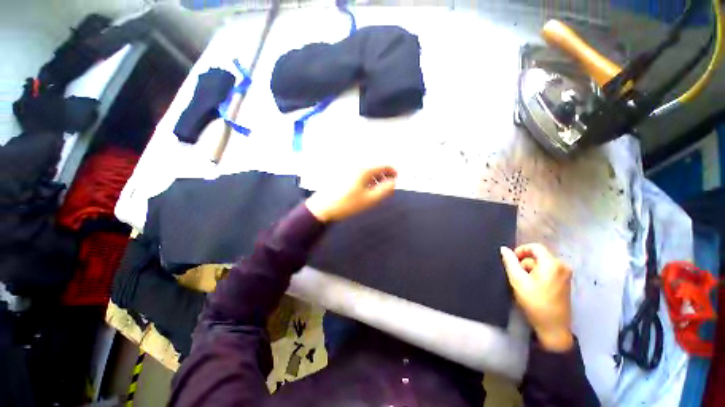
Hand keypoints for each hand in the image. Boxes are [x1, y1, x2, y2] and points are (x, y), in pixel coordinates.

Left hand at [305, 165, 397, 222]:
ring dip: (375, 178)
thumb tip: (393, 182)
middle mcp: (356, 165)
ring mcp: (348, 169)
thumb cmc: (347, 204)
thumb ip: (384, 190)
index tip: (397, 180)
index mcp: (364, 169)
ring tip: (377, 190)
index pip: (383, 166)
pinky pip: (359, 173)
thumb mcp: (369, 199)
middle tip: (387, 187)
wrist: (323, 207)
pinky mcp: (342, 174)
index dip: (393, 172)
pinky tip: (365, 189)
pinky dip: (366, 179)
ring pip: (367, 170)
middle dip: (384, 176)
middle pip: (375, 167)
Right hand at [500, 243, 573, 351]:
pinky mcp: (565, 283)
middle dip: (525, 264)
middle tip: (518, 277)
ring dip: (530, 271)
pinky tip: (533, 288)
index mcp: (552, 264)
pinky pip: (548, 272)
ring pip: (542, 265)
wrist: (553, 327)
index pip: (535, 247)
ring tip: (525, 285)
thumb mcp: (517, 280)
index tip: (512, 261)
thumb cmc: (535, 302)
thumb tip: (504, 249)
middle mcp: (562, 266)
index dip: (521, 250)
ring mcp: (565, 275)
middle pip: (538, 256)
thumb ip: (510, 262)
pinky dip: (538, 276)